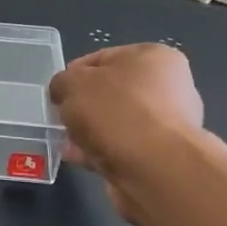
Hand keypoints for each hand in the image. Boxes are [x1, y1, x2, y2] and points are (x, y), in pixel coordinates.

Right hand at [48, 44, 208, 224]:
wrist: (154, 168)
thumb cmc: (115, 111)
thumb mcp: (72, 83)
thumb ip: (61, 82)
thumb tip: (63, 92)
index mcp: (154, 57)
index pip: (102, 58)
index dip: (73, 75)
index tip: (57, 94)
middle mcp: (169, 86)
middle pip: (111, 92)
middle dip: (83, 106)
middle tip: (62, 119)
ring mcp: (169, 124)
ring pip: (115, 123)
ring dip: (90, 131)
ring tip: (67, 143)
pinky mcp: (162, 156)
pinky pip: (122, 148)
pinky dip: (100, 152)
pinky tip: (79, 159)